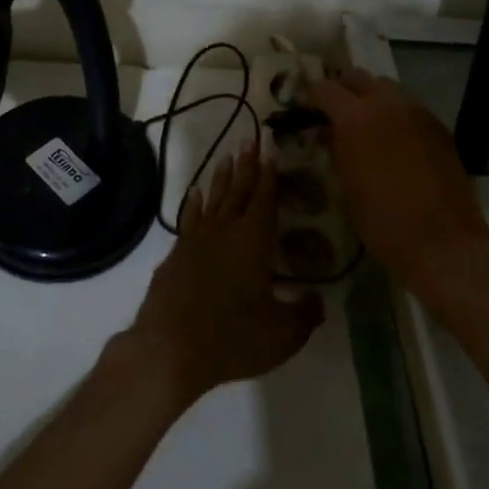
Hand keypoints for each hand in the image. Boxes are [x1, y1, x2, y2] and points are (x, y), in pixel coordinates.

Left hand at [124, 146, 322, 404]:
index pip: (265, 199)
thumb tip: (319, 300)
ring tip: (228, 155)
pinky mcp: (176, 253)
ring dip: (222, 176)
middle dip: (247, 165)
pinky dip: (194, 202)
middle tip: (251, 140)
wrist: (170, 348)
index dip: (270, 175)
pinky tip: (195, 192)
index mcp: (253, 240)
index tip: (271, 151)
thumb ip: (304, 314)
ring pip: (213, 198)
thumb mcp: (282, 334)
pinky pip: (190, 217)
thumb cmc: (232, 337)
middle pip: (239, 190)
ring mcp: (196, 239)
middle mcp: (225, 230)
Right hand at [304, 69, 488, 291]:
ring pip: (387, 88)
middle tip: (334, 114)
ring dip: (371, 99)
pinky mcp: (439, 126)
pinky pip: (409, 107)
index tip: (305, 112)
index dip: (311, 97)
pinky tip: (393, 142)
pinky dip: (395, 115)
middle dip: (342, 91)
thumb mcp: (346, 184)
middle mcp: (387, 103)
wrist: (443, 243)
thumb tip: (327, 132)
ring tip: (365, 126)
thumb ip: (335, 148)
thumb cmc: (382, 221)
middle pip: (358, 77)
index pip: (324, 88)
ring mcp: (417, 112)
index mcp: (356, 116)